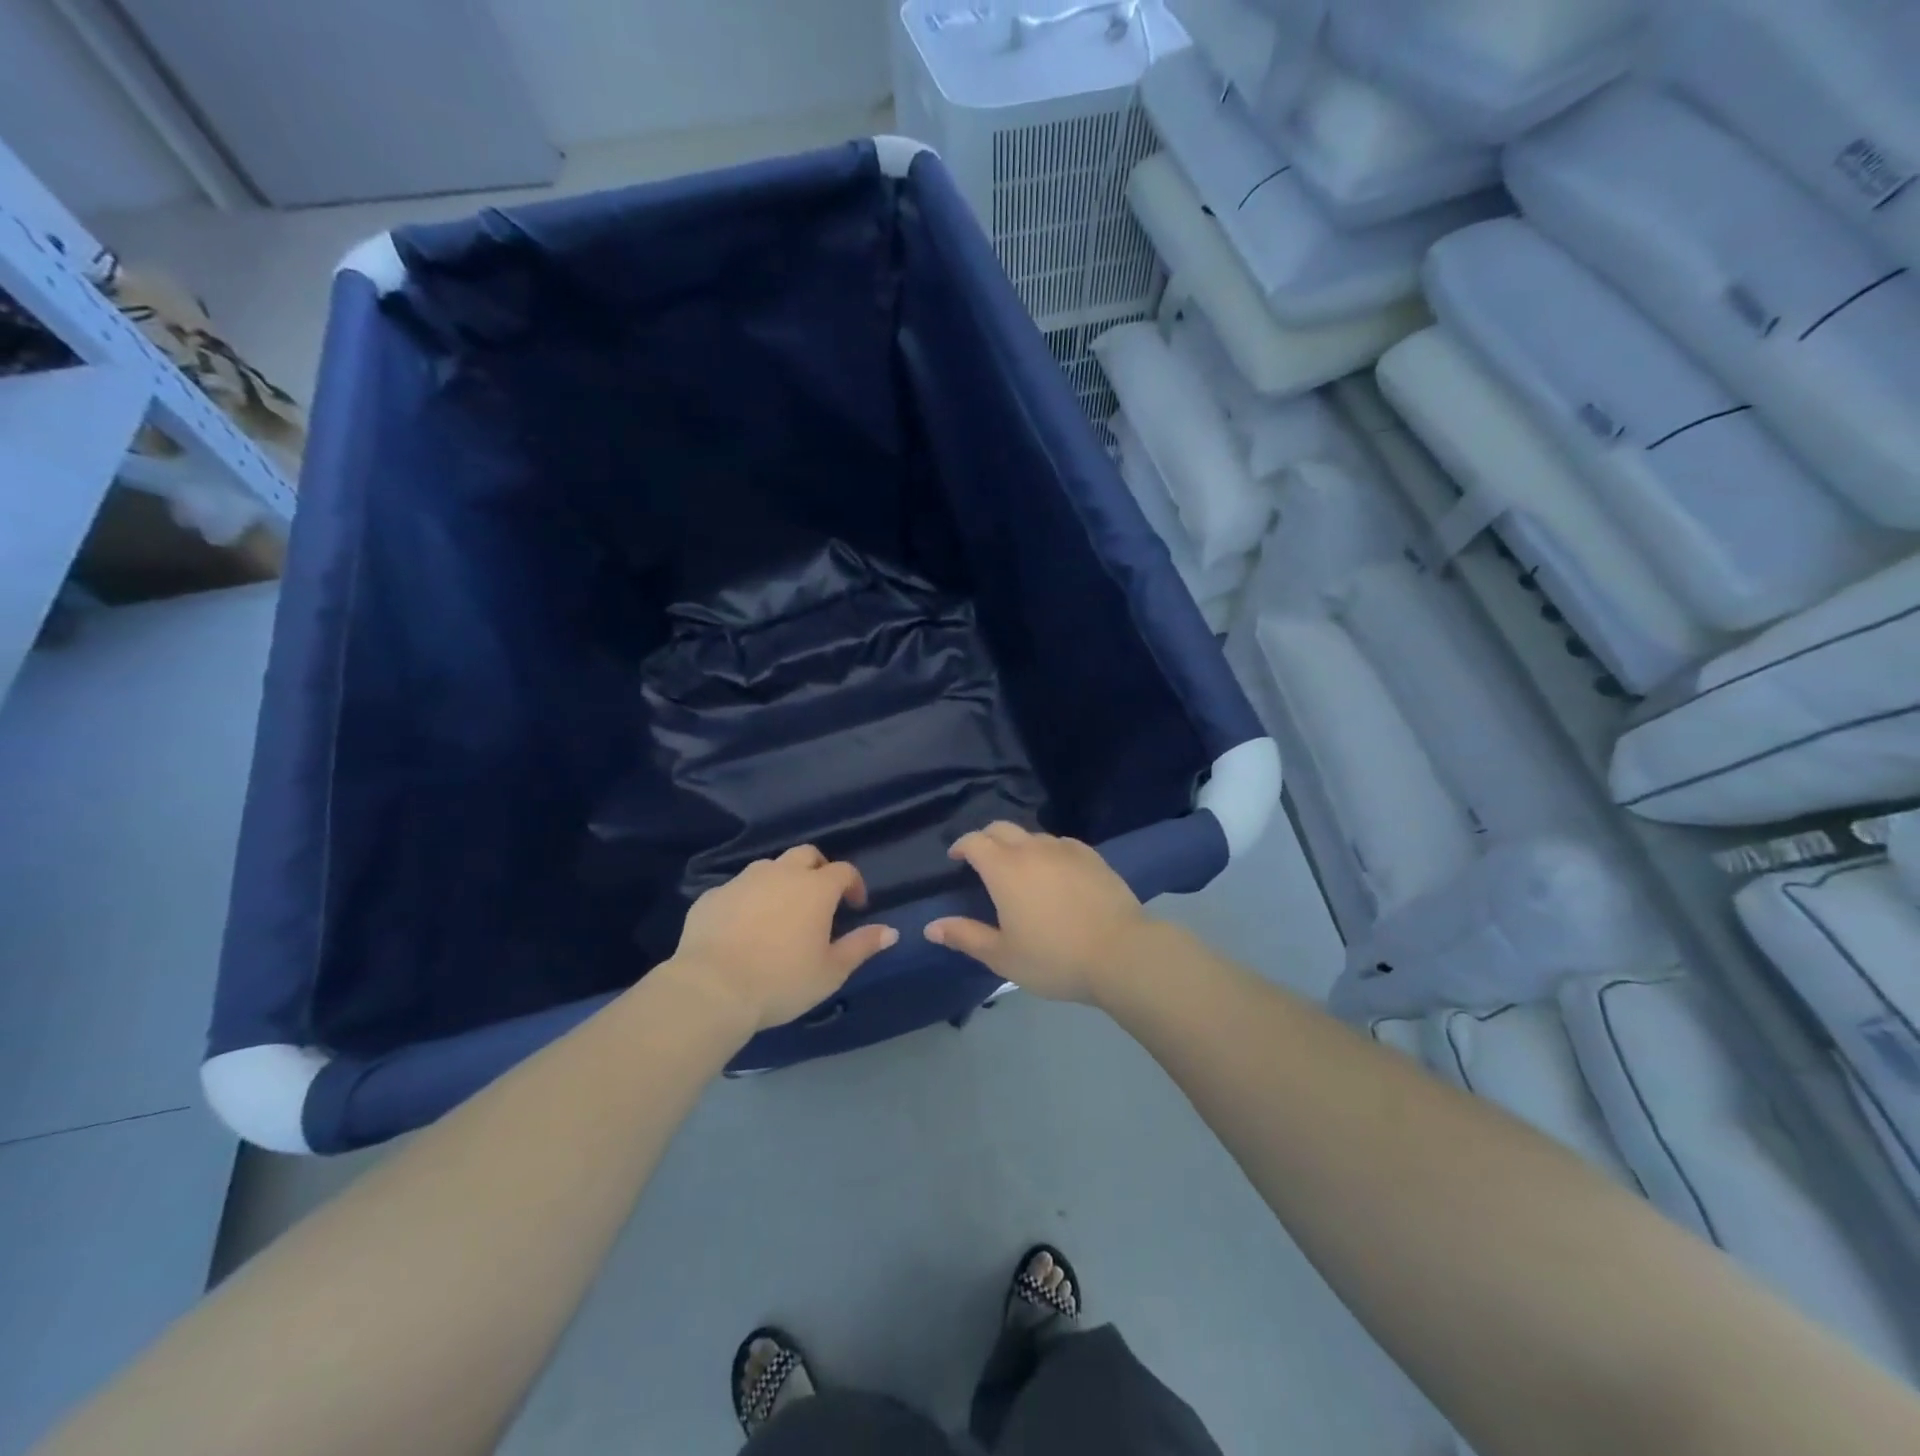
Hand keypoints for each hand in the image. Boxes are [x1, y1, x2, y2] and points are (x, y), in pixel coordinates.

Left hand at [663, 846, 898, 1032]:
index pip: (844, 870)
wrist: (712, 988)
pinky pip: (737, 889)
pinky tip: (744, 926)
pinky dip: (748, 900)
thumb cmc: (782, 980)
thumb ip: (862, 946)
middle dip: (818, 869)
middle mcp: (780, 873)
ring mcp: (743, 881)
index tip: (856, 906)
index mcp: (815, 888)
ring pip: (769, 867)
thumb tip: (890, 931)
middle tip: (820, 899)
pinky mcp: (712, 896)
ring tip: (781, 911)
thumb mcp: (831, 971)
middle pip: (806, 855)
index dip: (854, 885)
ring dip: (782, 881)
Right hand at [924, 822, 1148, 1003]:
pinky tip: (1055, 873)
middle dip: (986, 839)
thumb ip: (965, 936)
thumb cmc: (1054, 958)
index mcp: (1004, 868)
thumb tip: (931, 926)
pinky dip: (1048, 852)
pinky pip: (1061, 844)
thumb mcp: (1002, 956)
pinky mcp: (1092, 856)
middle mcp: (1032, 849)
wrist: (1121, 953)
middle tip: (982, 860)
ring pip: (1033, 835)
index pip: (975, 841)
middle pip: (1002, 828)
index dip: (961, 846)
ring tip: (1020, 870)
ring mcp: (1065, 849)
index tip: (956, 858)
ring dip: (1018, 845)